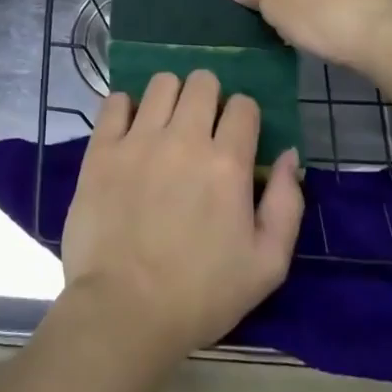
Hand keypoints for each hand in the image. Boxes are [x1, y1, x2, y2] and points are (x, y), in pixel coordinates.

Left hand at [61, 71, 301, 369]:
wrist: (124, 310)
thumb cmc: (202, 294)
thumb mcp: (267, 264)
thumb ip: (286, 203)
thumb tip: (289, 155)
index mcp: (227, 163)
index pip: (243, 105)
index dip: (244, 117)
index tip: (237, 138)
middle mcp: (184, 138)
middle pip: (202, 81)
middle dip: (209, 97)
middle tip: (202, 127)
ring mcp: (138, 139)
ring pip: (161, 83)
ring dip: (170, 97)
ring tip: (166, 125)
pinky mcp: (102, 148)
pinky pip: (115, 101)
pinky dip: (125, 108)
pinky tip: (130, 132)